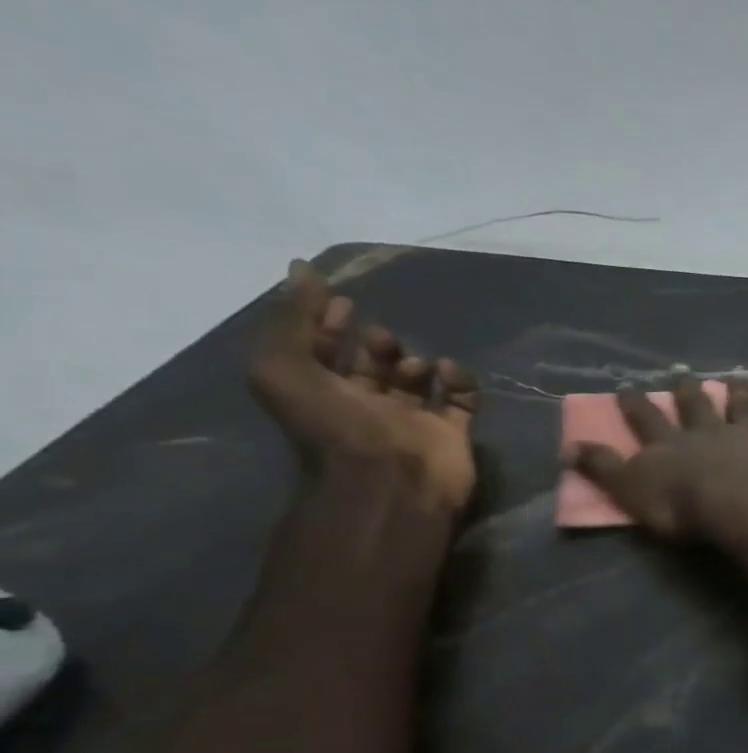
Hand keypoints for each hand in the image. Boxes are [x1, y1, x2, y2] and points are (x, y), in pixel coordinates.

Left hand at [248, 260, 480, 513]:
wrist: (390, 483)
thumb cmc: (332, 427)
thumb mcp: (281, 366)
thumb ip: (290, 317)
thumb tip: (301, 269)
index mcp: (321, 394)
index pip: (321, 351)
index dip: (325, 322)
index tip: (340, 298)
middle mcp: (366, 407)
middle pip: (372, 365)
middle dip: (376, 343)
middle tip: (380, 337)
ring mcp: (413, 421)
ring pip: (417, 380)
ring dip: (414, 361)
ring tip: (413, 365)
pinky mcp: (453, 433)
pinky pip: (461, 398)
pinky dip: (459, 380)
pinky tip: (448, 372)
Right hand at [567, 372, 747, 541]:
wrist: (740, 509)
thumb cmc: (683, 508)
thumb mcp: (631, 492)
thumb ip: (604, 469)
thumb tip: (569, 447)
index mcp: (669, 445)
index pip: (645, 420)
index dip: (634, 404)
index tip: (626, 387)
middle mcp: (706, 432)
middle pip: (694, 406)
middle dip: (686, 389)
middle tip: (681, 371)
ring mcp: (745, 437)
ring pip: (740, 407)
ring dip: (739, 392)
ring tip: (736, 376)